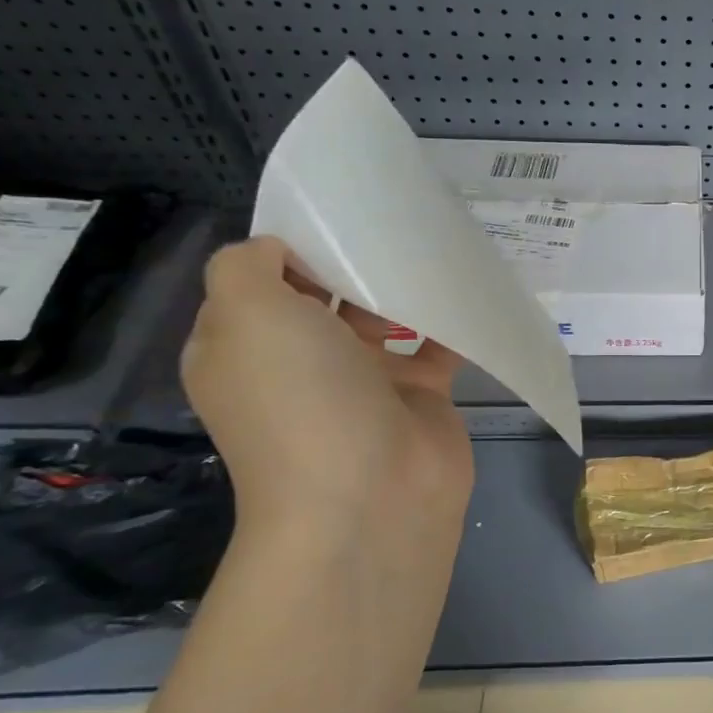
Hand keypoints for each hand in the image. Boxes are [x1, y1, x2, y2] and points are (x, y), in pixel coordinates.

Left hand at [180, 237, 475, 545]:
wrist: (370, 495)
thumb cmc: (301, 397)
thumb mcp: (246, 315)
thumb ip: (245, 267)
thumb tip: (279, 252)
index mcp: (245, 347)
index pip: (260, 283)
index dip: (290, 247)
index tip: (333, 218)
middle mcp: (300, 363)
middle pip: (326, 296)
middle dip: (353, 260)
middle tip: (392, 220)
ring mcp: (363, 382)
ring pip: (383, 317)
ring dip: (403, 285)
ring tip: (434, 241)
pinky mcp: (419, 395)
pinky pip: (435, 344)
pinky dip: (450, 319)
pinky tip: (466, 286)